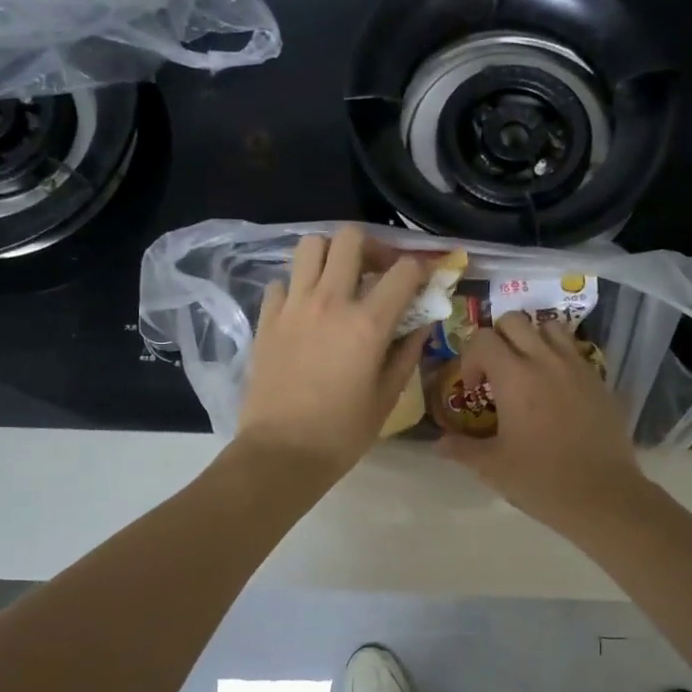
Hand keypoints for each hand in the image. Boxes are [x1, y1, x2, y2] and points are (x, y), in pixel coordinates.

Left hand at [234, 226, 426, 481]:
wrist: (281, 453)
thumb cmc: (342, 432)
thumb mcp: (388, 395)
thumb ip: (407, 352)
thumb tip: (421, 323)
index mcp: (367, 323)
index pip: (403, 271)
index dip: (420, 268)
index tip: (424, 280)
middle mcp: (330, 301)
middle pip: (351, 238)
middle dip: (372, 247)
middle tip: (377, 272)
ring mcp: (293, 306)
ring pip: (310, 246)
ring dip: (331, 255)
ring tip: (339, 281)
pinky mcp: (267, 319)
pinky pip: (282, 281)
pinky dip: (297, 286)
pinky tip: (306, 310)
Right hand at [441, 313, 649, 533]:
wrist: (603, 496)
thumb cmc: (541, 480)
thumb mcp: (492, 467)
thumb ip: (461, 449)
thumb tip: (438, 443)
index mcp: (514, 377)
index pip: (482, 338)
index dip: (470, 358)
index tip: (474, 390)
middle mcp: (546, 360)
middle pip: (514, 321)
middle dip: (497, 339)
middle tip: (496, 372)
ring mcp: (577, 367)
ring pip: (549, 327)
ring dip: (531, 339)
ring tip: (527, 370)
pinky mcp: (599, 380)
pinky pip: (574, 351)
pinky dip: (559, 357)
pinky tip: (556, 390)